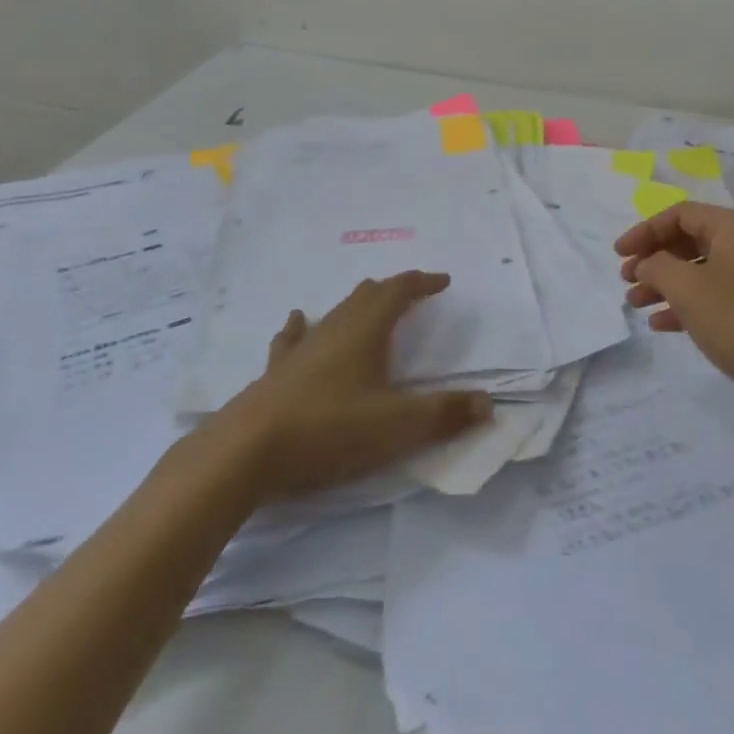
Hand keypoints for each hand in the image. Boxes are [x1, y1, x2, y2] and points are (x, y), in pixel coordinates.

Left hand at [215, 271, 494, 502]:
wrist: (245, 453)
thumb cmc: (329, 430)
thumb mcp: (398, 427)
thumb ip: (446, 414)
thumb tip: (488, 403)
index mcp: (366, 330)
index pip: (399, 291)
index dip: (422, 282)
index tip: (442, 281)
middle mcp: (334, 329)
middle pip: (367, 295)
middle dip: (393, 291)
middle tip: (412, 295)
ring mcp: (301, 349)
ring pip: (334, 313)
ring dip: (357, 305)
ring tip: (367, 305)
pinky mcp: (276, 373)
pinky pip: (294, 339)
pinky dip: (304, 327)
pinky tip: (299, 322)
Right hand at [616, 202, 733, 400]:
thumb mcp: (688, 290)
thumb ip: (657, 267)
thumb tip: (648, 263)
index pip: (680, 215)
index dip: (644, 232)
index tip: (618, 255)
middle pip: (692, 240)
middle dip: (655, 260)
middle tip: (627, 281)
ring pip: (705, 269)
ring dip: (668, 284)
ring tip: (637, 305)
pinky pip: (722, 292)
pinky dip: (693, 302)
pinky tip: (665, 324)